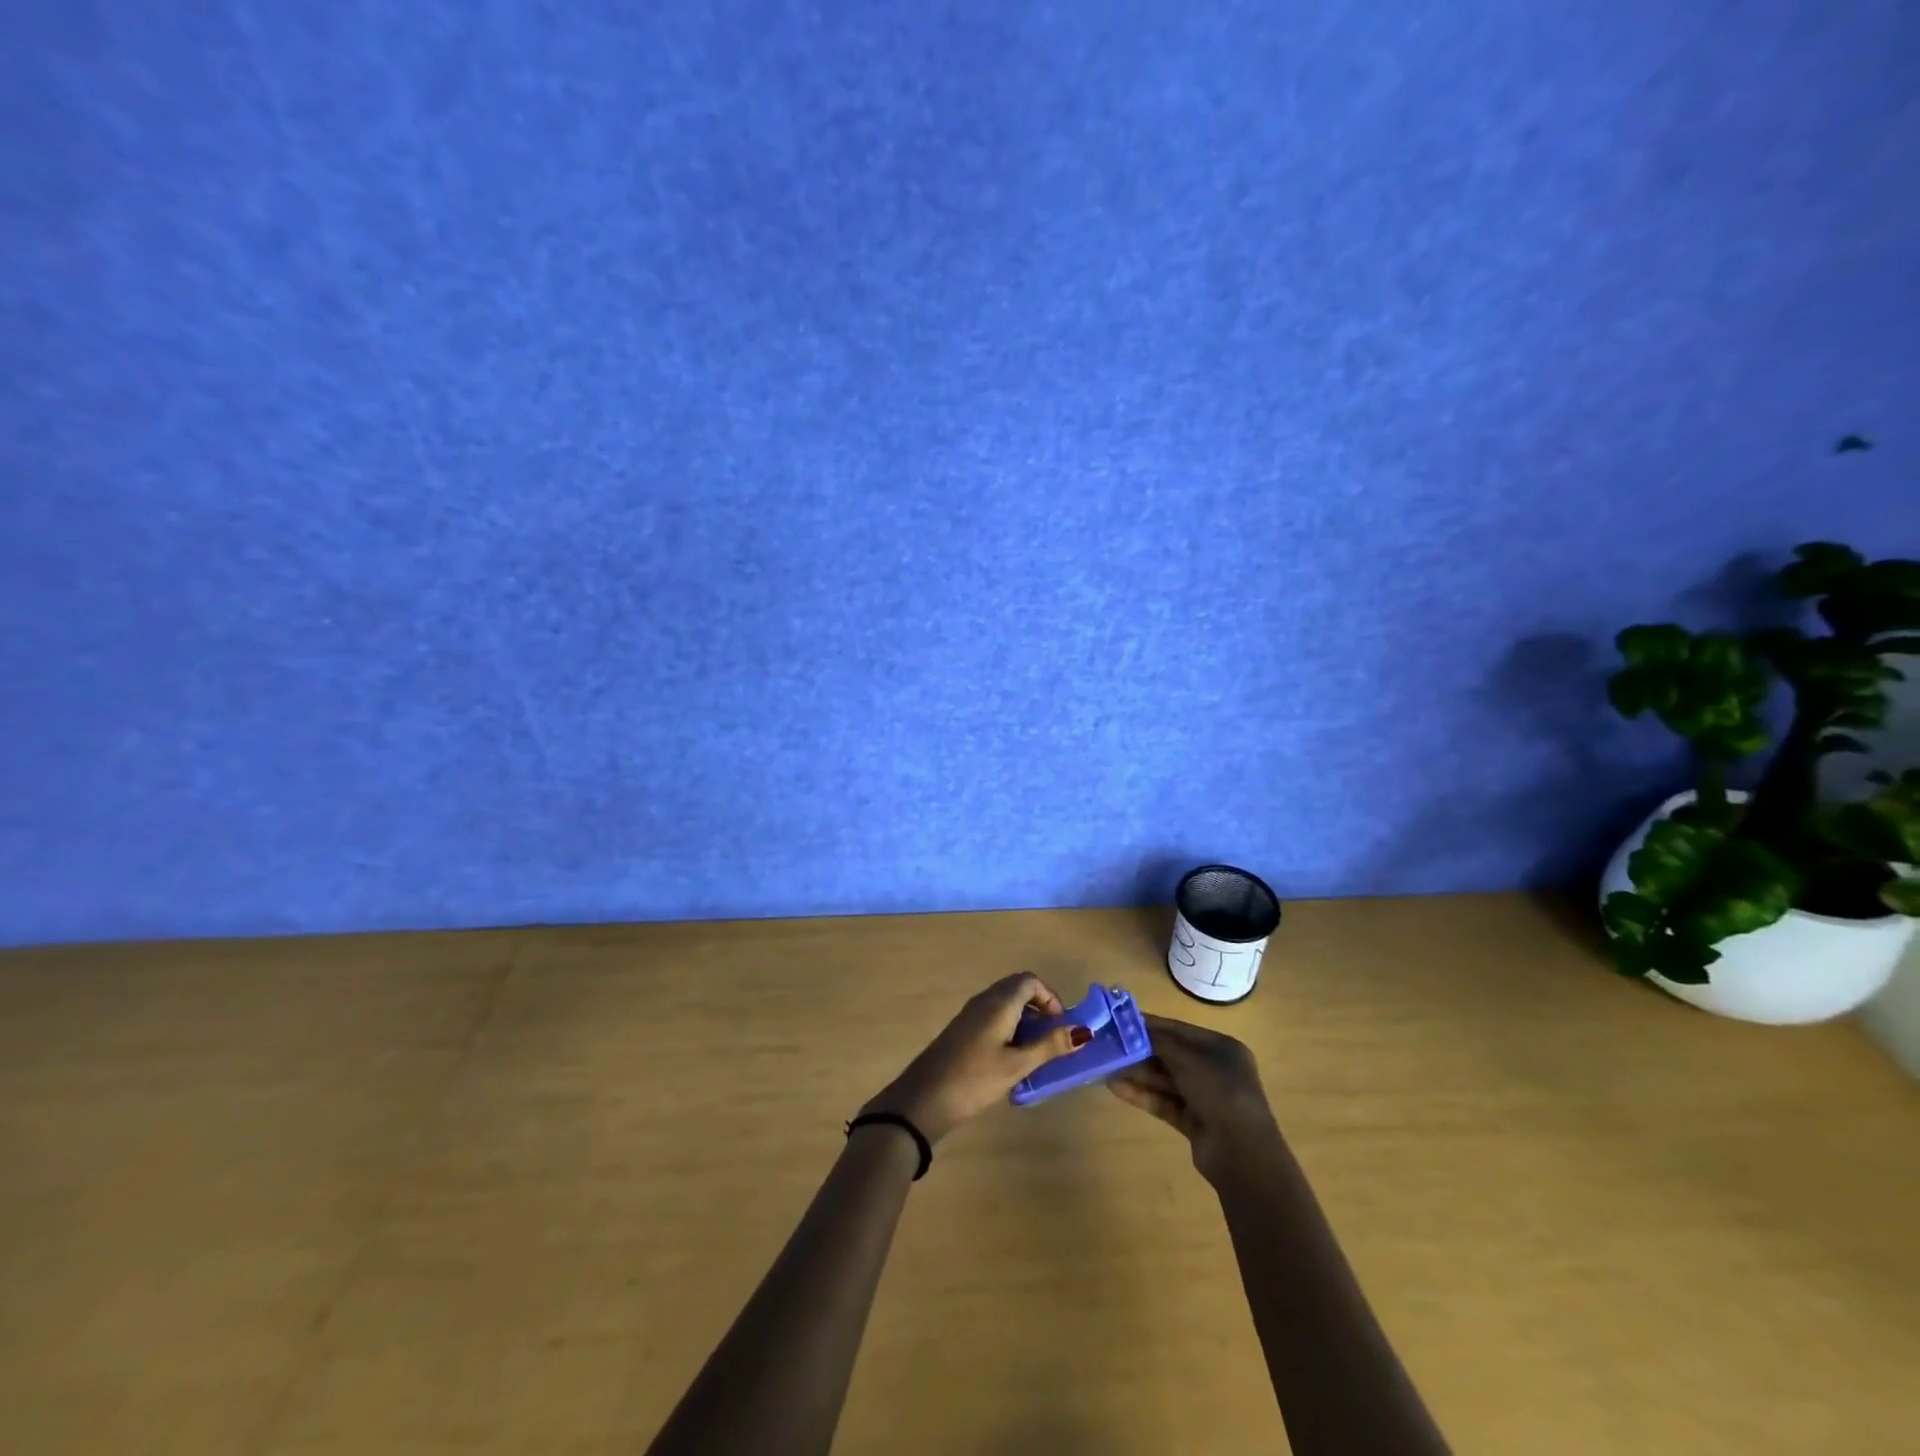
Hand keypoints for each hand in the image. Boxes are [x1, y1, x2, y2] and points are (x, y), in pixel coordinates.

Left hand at [862, 974, 1091, 1143]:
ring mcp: (970, 1015)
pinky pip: (992, 1017)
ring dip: (1025, 1021)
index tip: (1061, 1025)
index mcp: (999, 1002)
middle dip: (1040, 1009)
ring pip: (1005, 1004)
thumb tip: (1082, 1031)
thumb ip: (1049, 1046)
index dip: (1051, 997)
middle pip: (1018, 989)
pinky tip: (1011, 1060)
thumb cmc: (974, 1079)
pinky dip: (1009, 1029)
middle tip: (1053, 1039)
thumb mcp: (1017, 1065)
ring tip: (1036, 1053)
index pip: (1030, 981)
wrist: (923, 1099)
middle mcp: (984, 1000)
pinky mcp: (961, 1031)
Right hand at [1106, 1014, 1280, 1183]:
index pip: (1178, 1030)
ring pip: (1164, 1079)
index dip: (1149, 1025)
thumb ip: (1159, 1042)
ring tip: (1105, 1066)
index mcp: (1221, 1048)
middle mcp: (1213, 1069)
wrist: (1243, 1155)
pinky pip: (1163, 1101)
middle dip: (1139, 1050)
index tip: (1119, 1020)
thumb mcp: (1189, 1060)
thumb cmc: (1221, 1093)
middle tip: (1107, 1044)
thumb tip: (1131, 1026)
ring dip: (1136, 1073)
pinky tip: (1115, 1088)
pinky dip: (1142, 1094)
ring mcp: (1204, 1097)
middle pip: (1169, 1054)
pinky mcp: (1193, 1121)